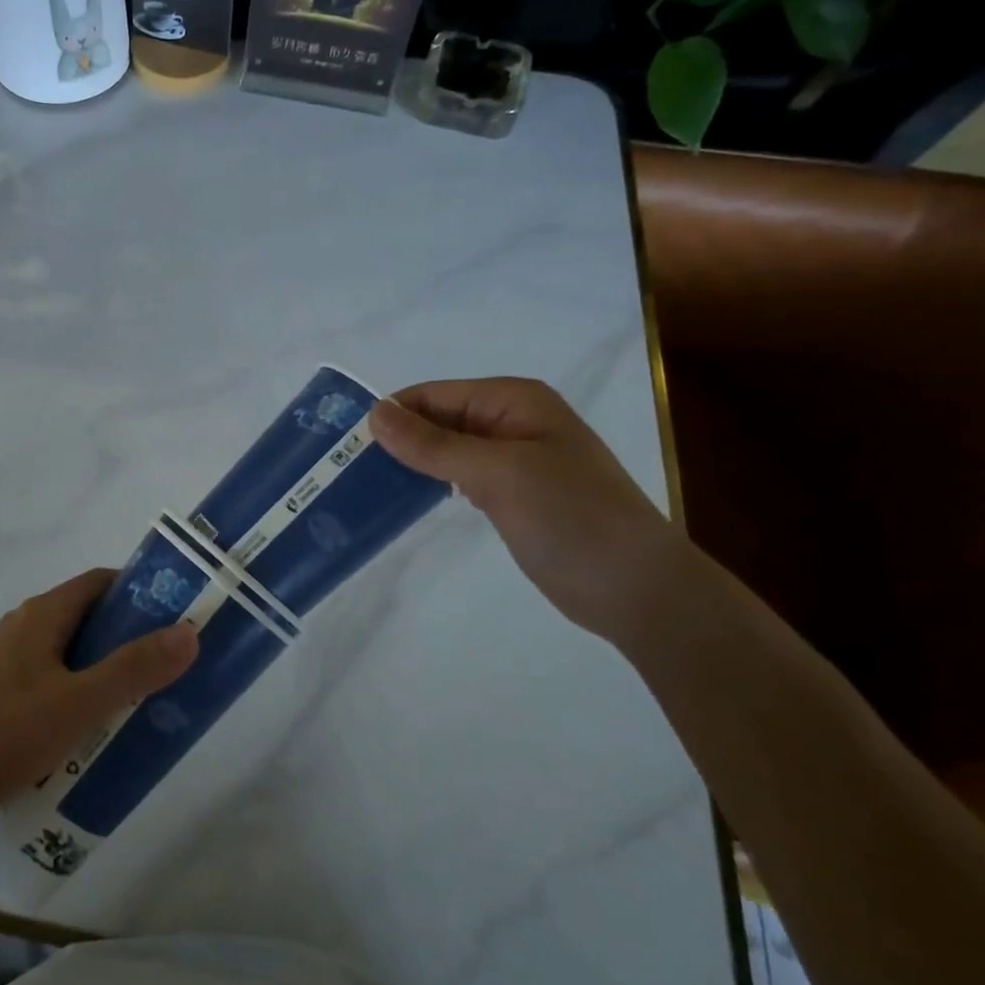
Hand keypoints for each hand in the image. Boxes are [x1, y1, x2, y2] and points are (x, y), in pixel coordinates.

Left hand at [0, 569, 198, 824]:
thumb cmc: (3, 732)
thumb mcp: (79, 703)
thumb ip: (134, 669)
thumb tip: (189, 632)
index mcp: (44, 614)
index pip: (101, 583)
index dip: (140, 593)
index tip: (174, 618)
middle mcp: (24, 625)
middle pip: (86, 618)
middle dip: (126, 639)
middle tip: (162, 670)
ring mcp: (4, 659)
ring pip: (67, 652)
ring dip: (100, 670)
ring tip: (132, 706)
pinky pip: (47, 678)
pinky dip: (74, 692)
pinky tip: (83, 733)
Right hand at [369, 378, 692, 644]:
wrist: (638, 590)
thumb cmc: (571, 517)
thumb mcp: (498, 473)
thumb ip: (433, 444)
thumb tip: (375, 414)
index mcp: (513, 400)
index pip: (433, 395)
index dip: (392, 415)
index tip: (346, 446)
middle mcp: (510, 421)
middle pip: (437, 420)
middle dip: (397, 440)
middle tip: (346, 469)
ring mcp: (513, 459)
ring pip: (445, 450)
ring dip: (410, 463)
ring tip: (364, 485)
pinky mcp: (511, 494)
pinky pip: (458, 477)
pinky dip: (431, 484)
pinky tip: (405, 499)